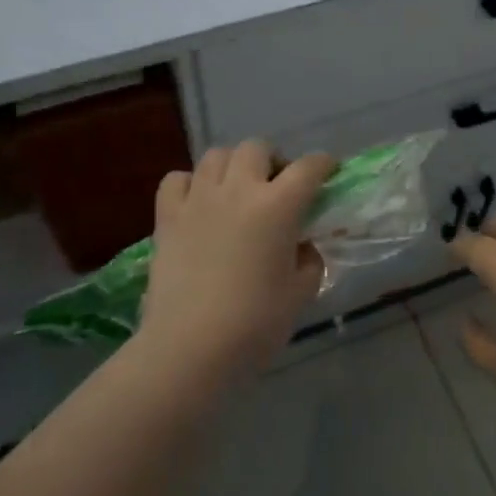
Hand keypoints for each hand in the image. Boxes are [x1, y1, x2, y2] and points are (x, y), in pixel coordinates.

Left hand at [138, 141, 336, 380]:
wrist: (189, 347)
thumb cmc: (255, 323)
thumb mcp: (300, 294)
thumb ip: (309, 261)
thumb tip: (303, 247)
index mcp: (278, 206)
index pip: (308, 168)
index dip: (323, 164)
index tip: (328, 171)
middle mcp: (238, 190)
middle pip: (256, 148)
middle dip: (273, 160)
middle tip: (277, 187)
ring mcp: (198, 200)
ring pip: (216, 155)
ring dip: (233, 166)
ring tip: (238, 190)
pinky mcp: (167, 217)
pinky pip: (177, 179)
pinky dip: (191, 183)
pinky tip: (198, 202)